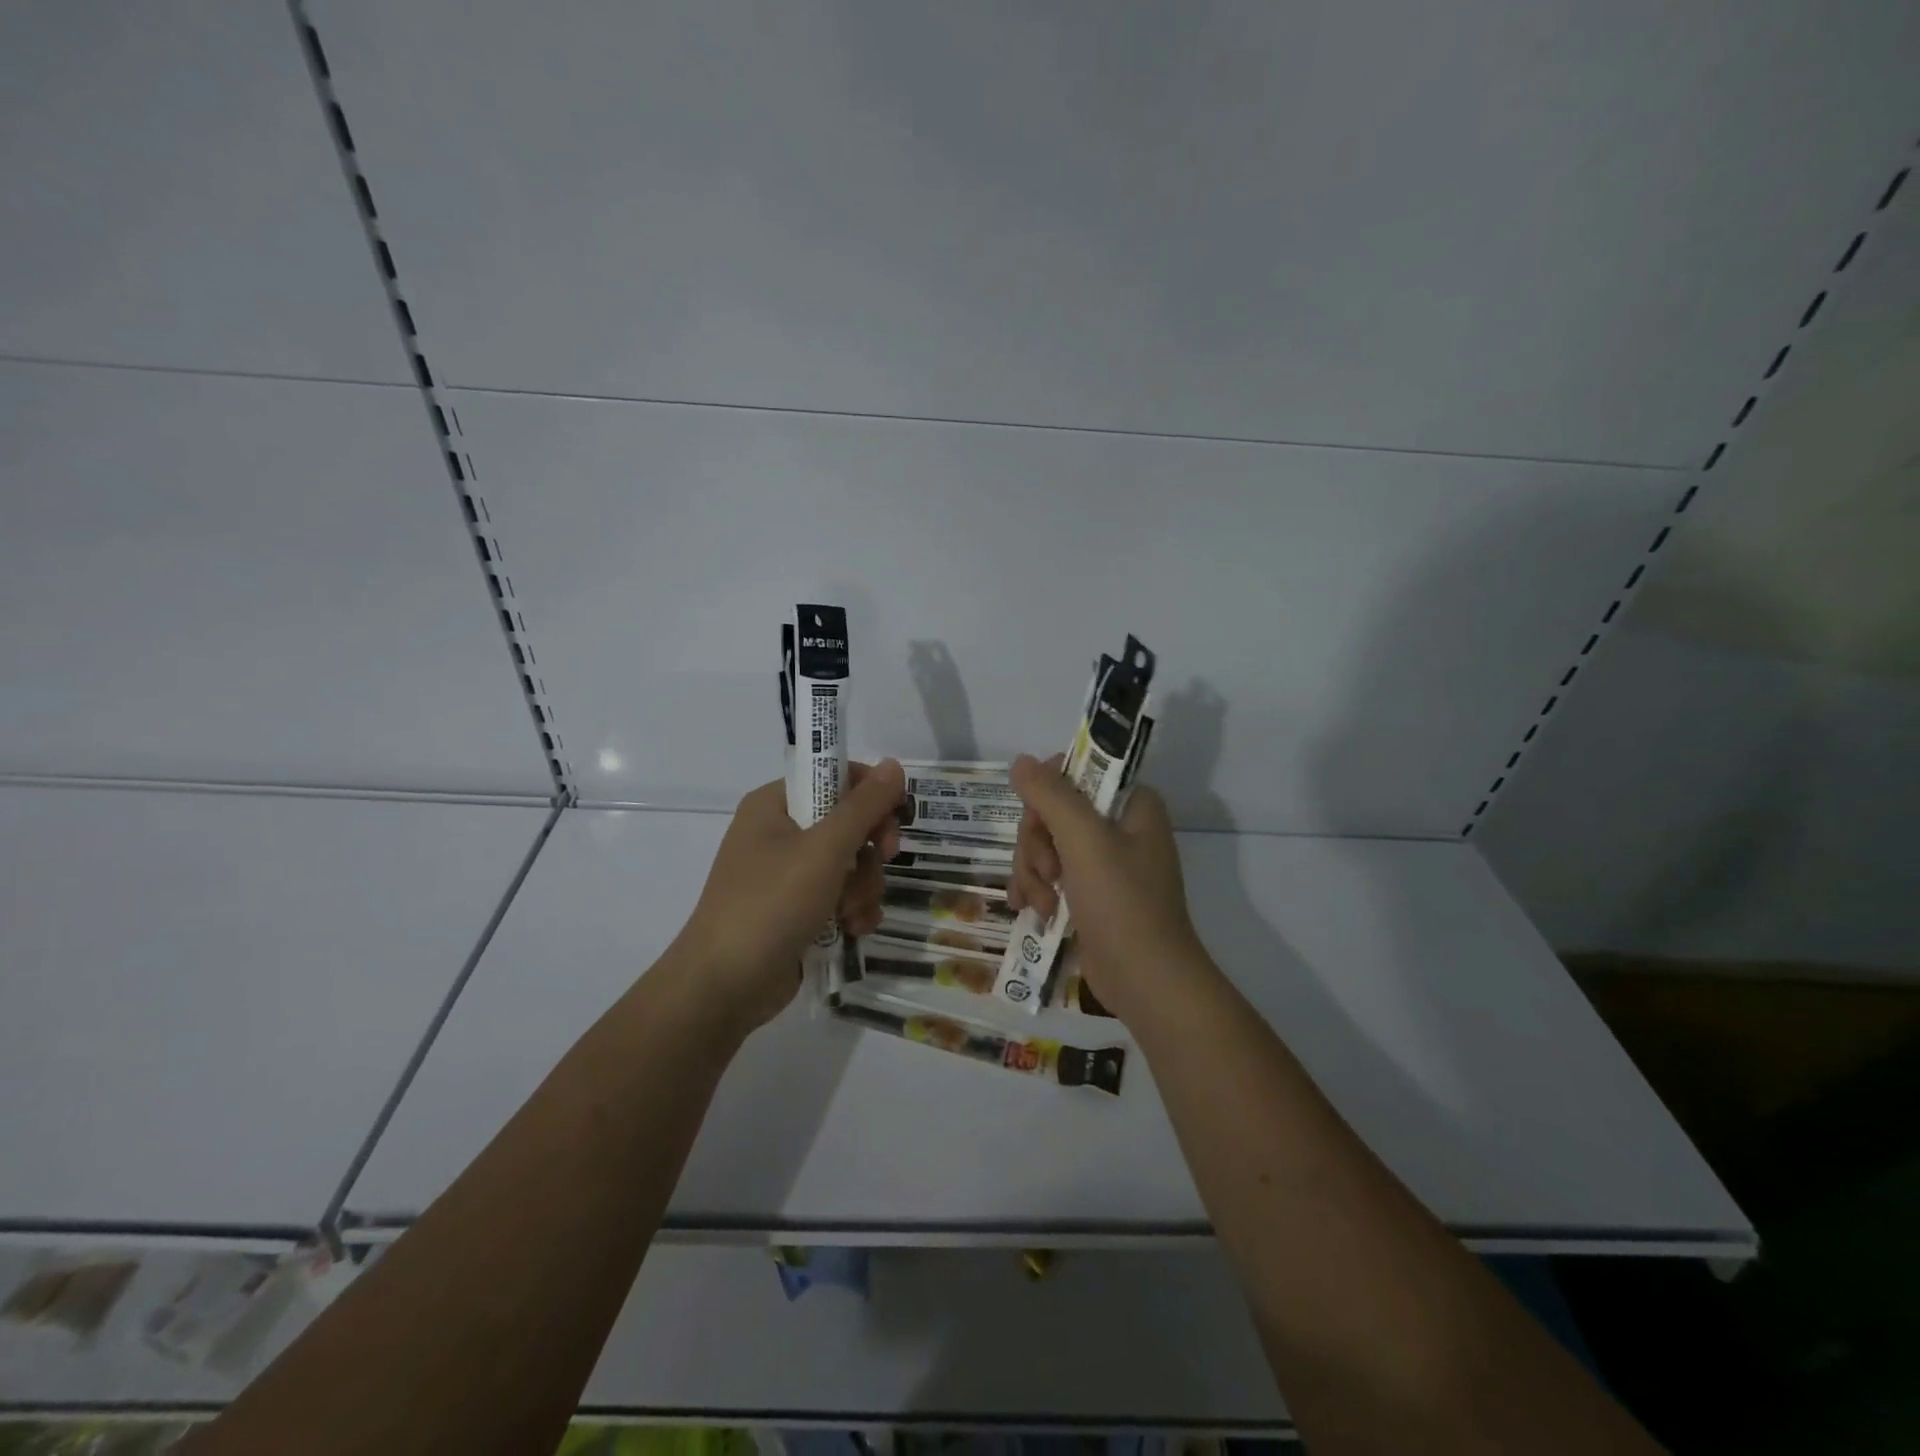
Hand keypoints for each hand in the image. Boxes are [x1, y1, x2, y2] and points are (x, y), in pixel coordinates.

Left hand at [673, 759, 904, 1035]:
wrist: (724, 987)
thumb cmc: (771, 904)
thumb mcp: (824, 849)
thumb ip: (864, 806)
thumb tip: (894, 764)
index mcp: (775, 804)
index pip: (835, 777)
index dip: (871, 794)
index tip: (894, 819)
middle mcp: (779, 832)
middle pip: (848, 822)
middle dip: (870, 849)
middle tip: (882, 860)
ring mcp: (787, 874)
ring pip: (850, 863)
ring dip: (863, 886)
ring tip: (851, 911)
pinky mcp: (796, 909)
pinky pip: (840, 895)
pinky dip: (852, 909)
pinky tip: (854, 928)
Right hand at [1006, 752, 1206, 1021]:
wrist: (1145, 980)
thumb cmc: (1122, 902)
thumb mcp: (1084, 840)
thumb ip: (1050, 794)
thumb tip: (1021, 761)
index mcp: (1131, 804)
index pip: (1078, 772)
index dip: (1049, 792)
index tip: (1039, 818)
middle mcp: (1119, 827)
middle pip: (1053, 811)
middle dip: (1037, 843)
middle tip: (1048, 871)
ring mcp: (1103, 862)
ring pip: (1045, 844)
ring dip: (1033, 871)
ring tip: (1042, 903)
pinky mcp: (1089, 893)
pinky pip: (1049, 874)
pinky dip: (1036, 889)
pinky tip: (1030, 909)